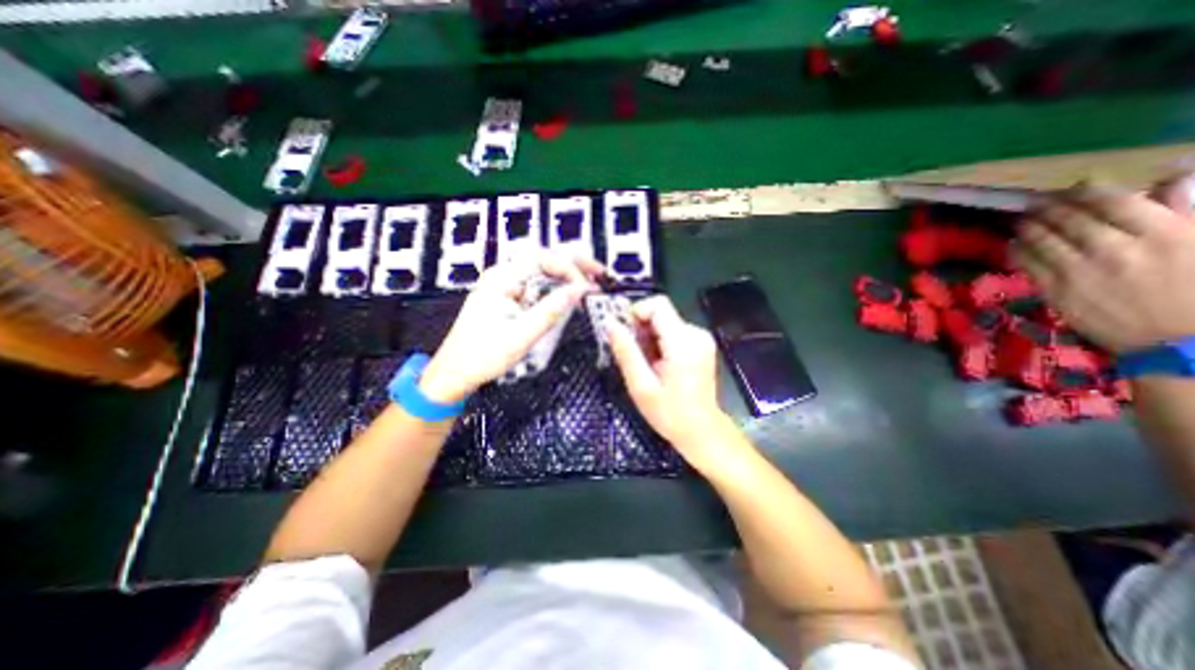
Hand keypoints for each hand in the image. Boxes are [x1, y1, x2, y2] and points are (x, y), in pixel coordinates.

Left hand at [422, 255, 606, 402]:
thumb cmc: (481, 356)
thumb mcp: (521, 336)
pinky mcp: (509, 299)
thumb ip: (551, 311)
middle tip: (599, 274)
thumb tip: (579, 290)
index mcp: (501, 279)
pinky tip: (569, 298)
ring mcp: (506, 287)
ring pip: (542, 273)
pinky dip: (556, 290)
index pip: (541, 259)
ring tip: (590, 285)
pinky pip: (537, 288)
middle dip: (574, 265)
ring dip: (567, 277)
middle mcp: (503, 277)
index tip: (587, 287)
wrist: (454, 374)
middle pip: (544, 260)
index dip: (569, 268)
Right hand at [604, 297, 734, 464]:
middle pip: (661, 313)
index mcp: (683, 342)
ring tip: (644, 363)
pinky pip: (673, 331)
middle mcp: (696, 333)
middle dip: (640, 328)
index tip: (623, 333)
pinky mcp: (701, 344)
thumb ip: (626, 351)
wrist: (702, 431)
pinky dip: (659, 342)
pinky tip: (656, 364)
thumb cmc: (670, 414)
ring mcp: (701, 338)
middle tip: (631, 354)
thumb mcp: (641, 386)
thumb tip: (610, 323)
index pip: (658, 305)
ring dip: (648, 337)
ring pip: (665, 322)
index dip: (635, 312)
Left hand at [1012, 178, 1194, 356]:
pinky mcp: (1056, 291)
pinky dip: (1018, 251)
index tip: (1072, 188)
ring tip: (1022, 220)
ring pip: (1043, 241)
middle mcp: (1116, 249)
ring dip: (1028, 227)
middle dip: (1049, 208)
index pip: (1112, 203)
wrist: (1182, 340)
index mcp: (1166, 233)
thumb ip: (1185, 210)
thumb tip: (1171, 177)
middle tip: (1035, 202)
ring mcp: (1080, 272)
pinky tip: (1013, 244)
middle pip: (1069, 221)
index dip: (1085, 192)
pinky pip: (1028, 265)